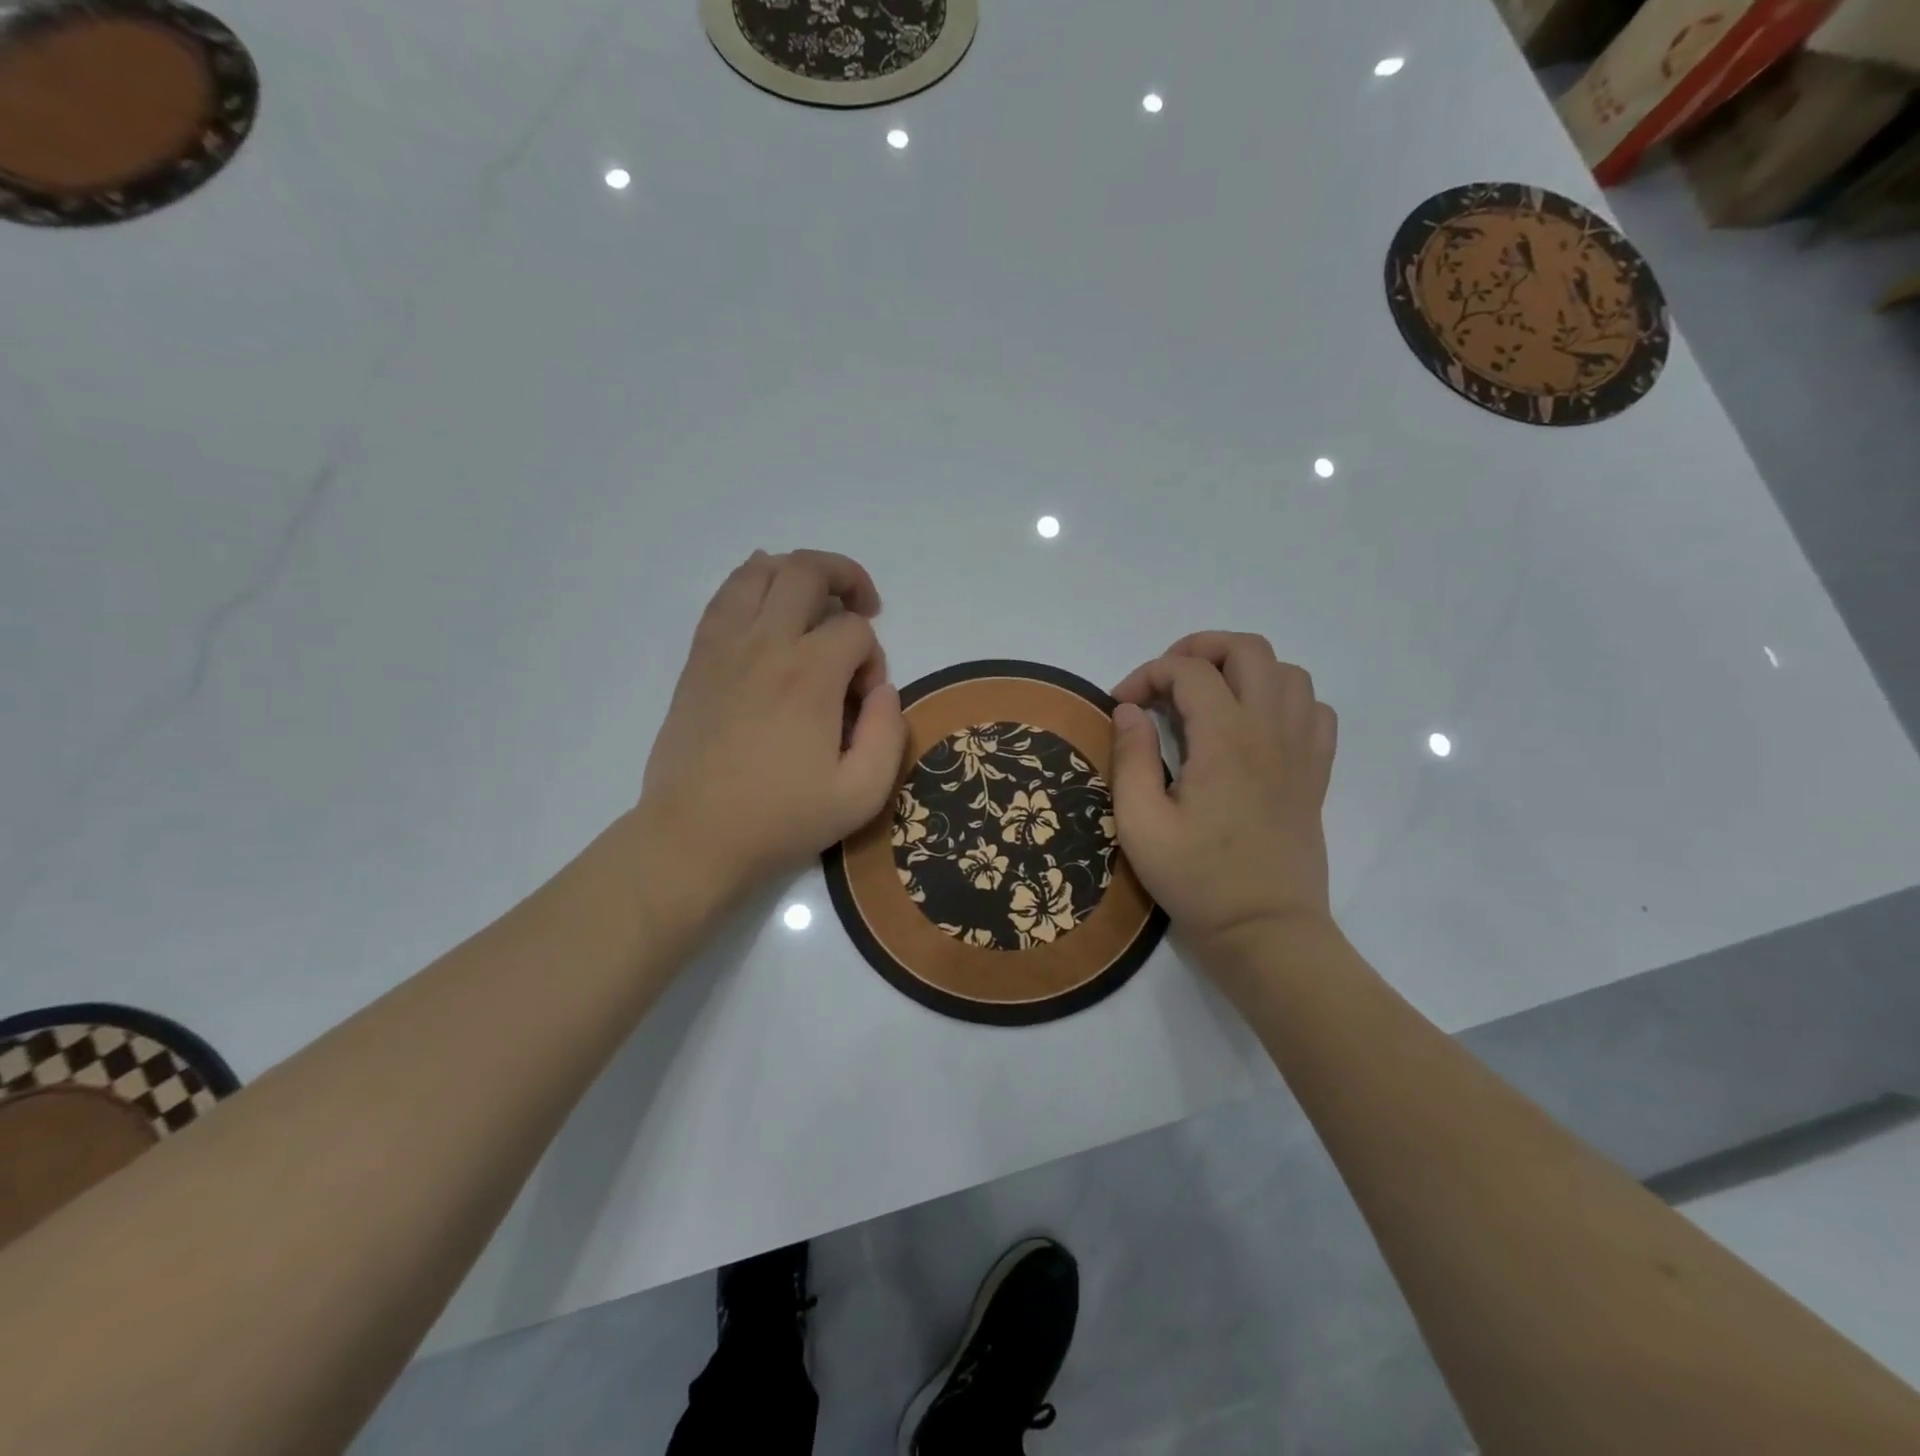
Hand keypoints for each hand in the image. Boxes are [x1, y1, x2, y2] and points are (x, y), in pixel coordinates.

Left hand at [638, 549, 906, 913]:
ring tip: (818, 601)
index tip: (861, 703)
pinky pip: (726, 596)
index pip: (855, 631)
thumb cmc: (781, 819)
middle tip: (863, 610)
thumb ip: (889, 733)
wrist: (694, 836)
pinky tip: (768, 605)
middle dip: (847, 580)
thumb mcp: (861, 794)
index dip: (873, 658)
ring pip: (761, 571)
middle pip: (808, 571)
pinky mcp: (699, 658)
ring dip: (799, 572)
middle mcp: (766, 644)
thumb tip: (882, 689)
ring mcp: (725, 645)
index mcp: (810, 676)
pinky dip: (753, 584)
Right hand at [1110, 632, 1337, 968]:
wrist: (1265, 930)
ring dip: (1243, 671)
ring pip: (1287, 672)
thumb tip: (1128, 709)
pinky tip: (1254, 726)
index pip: (1188, 670)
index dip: (1146, 675)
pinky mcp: (1316, 772)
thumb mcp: (1140, 823)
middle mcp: (1270, 729)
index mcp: (1225, 739)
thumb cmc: (1197, 880)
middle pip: (1247, 650)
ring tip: (1208, 698)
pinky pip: (1314, 709)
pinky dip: (1283, 700)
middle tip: (1165, 682)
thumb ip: (1130, 757)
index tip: (1121, 707)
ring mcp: (1301, 749)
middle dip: (1199, 650)